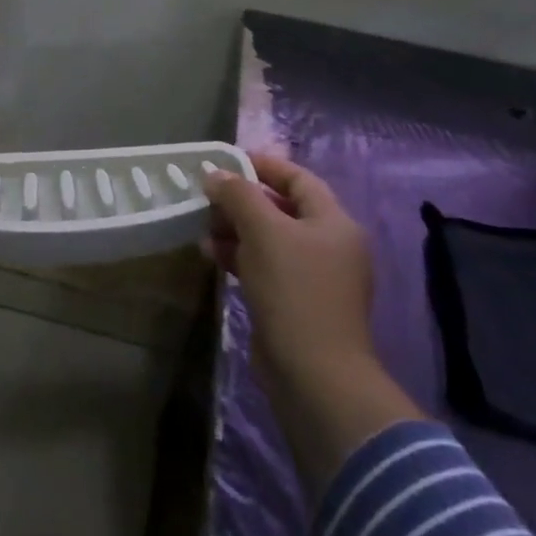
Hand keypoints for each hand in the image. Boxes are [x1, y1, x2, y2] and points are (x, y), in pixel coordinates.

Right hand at [206, 153, 421, 500]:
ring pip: (269, 238)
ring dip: (235, 229)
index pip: (298, 178)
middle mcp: (329, 245)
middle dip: (242, 200)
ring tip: (202, 227)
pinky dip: (240, 256)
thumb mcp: (263, 232)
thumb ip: (238, 195)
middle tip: (207, 196)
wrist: (314, 374)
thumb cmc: (294, 290)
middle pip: (281, 208)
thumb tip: (215, 173)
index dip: (263, 165)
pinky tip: (211, 256)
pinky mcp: (296, 303)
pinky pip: (265, 266)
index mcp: (333, 222)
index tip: (226, 160)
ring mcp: (314, 277)